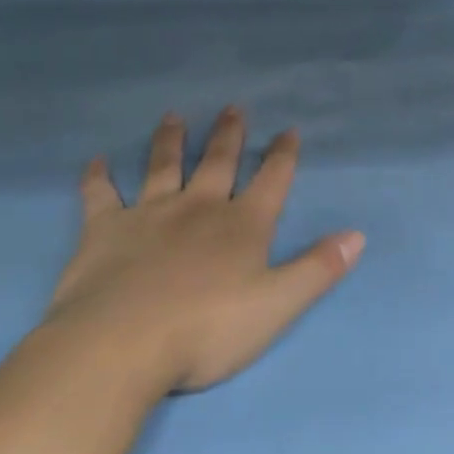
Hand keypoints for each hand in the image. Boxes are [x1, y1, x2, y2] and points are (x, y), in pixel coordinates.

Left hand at [41, 107, 363, 394]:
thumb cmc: (206, 330)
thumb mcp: (277, 305)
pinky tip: (96, 161)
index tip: (289, 130)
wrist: (120, 345)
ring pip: (163, 166)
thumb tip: (357, 234)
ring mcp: (150, 214)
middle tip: (233, 108)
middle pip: (218, 162)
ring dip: (170, 141)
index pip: (271, 180)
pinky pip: (101, 195)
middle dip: (229, 135)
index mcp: (242, 225)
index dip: (283, 155)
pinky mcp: (105, 229)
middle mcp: (199, 208)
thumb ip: (318, 268)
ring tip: (173, 117)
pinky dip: (98, 177)